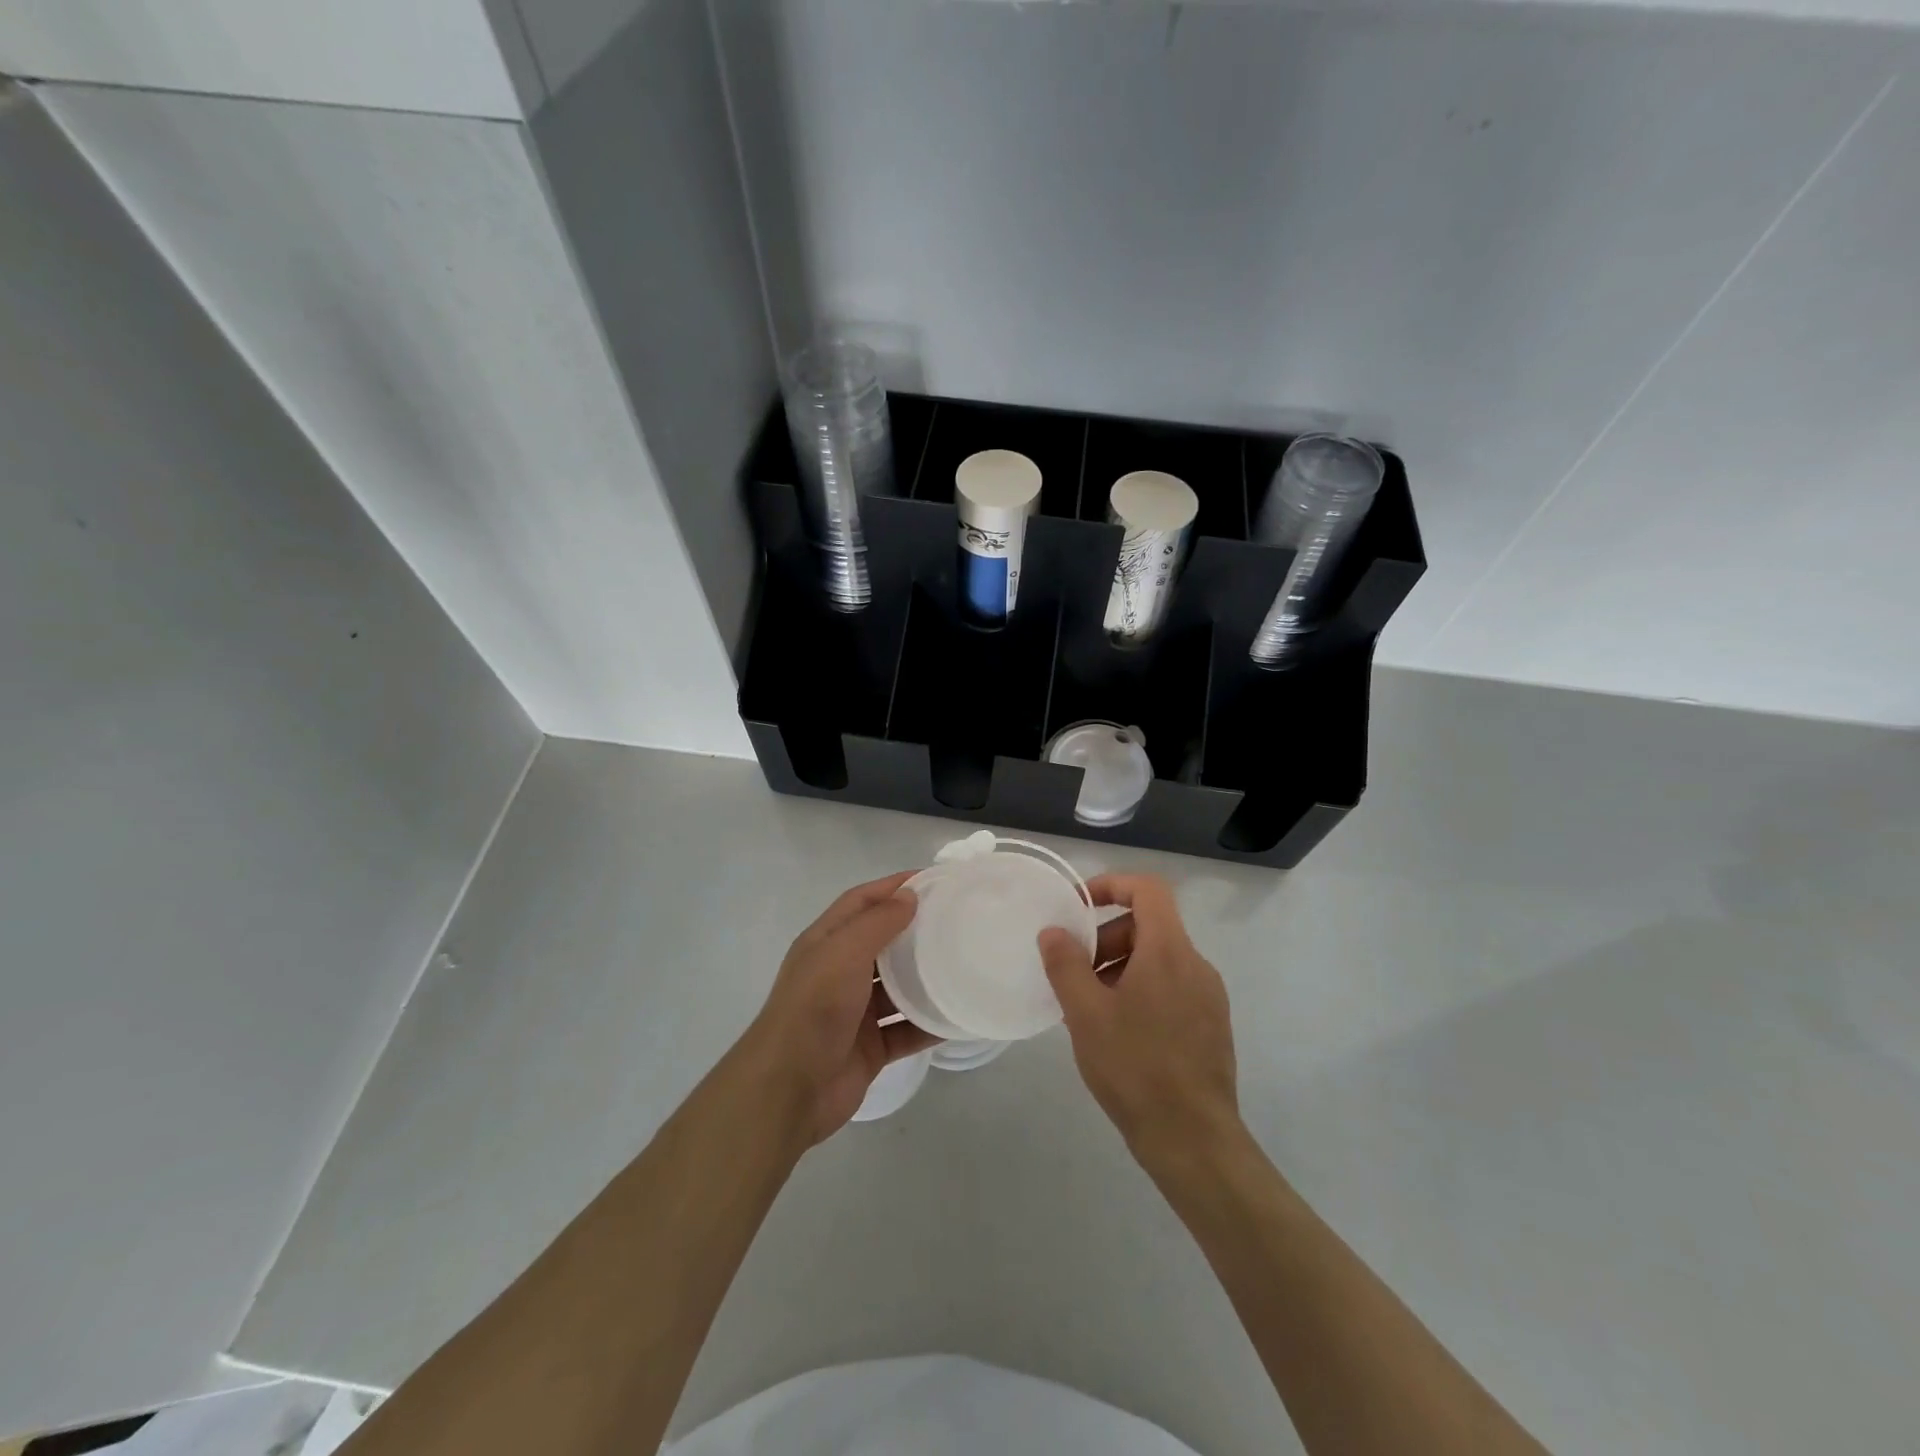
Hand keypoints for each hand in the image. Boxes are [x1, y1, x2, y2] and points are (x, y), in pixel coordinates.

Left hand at [741, 872, 937, 1144]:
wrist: (789, 1089)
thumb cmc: (815, 1008)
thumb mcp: (843, 953)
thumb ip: (877, 922)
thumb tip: (909, 896)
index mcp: (825, 943)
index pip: (861, 902)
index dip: (892, 887)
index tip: (933, 880)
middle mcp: (839, 972)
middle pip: (882, 942)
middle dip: (914, 929)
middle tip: (956, 921)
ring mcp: (855, 1012)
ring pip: (897, 987)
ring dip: (925, 977)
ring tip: (964, 963)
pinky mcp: (871, 1047)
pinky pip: (906, 1029)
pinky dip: (930, 1023)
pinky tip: (959, 1015)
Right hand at [1039, 873, 1239, 1156]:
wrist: (1194, 1141)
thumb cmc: (1135, 1068)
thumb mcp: (1086, 1014)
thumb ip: (1066, 964)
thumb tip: (1053, 931)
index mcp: (1169, 951)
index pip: (1148, 889)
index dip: (1111, 885)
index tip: (1078, 906)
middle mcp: (1196, 965)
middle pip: (1149, 926)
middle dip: (1106, 939)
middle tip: (1075, 973)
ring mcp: (1208, 997)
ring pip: (1158, 960)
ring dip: (1120, 968)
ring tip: (1089, 1008)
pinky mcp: (1211, 1025)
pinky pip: (1171, 987)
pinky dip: (1140, 991)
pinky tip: (1117, 1032)